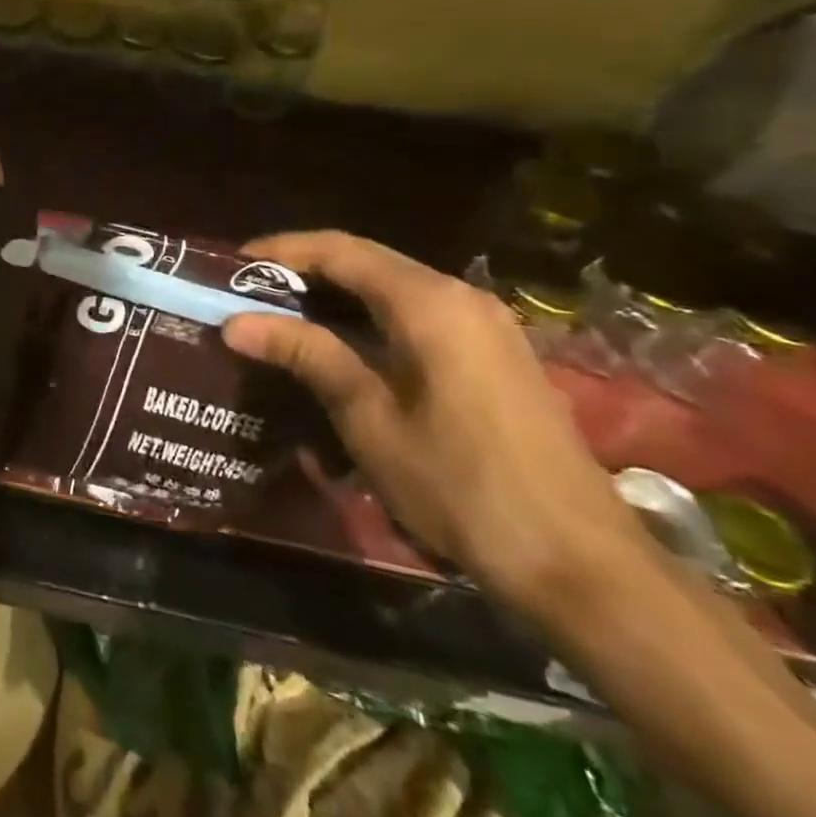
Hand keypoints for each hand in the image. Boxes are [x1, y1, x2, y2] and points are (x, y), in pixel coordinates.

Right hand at [222, 231, 642, 610]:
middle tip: (250, 290)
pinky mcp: (496, 353)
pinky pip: (418, 313)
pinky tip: (343, 344)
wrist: (582, 566)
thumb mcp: (369, 419)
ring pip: (393, 286)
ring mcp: (486, 324)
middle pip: (367, 261)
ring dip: (337, 293)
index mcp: (428, 303)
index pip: (340, 250)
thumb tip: (236, 322)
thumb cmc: (462, 486)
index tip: (233, 265)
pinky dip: (371, 316)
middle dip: (305, 269)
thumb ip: (306, 355)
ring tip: (283, 313)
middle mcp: (460, 296)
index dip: (281, 251)